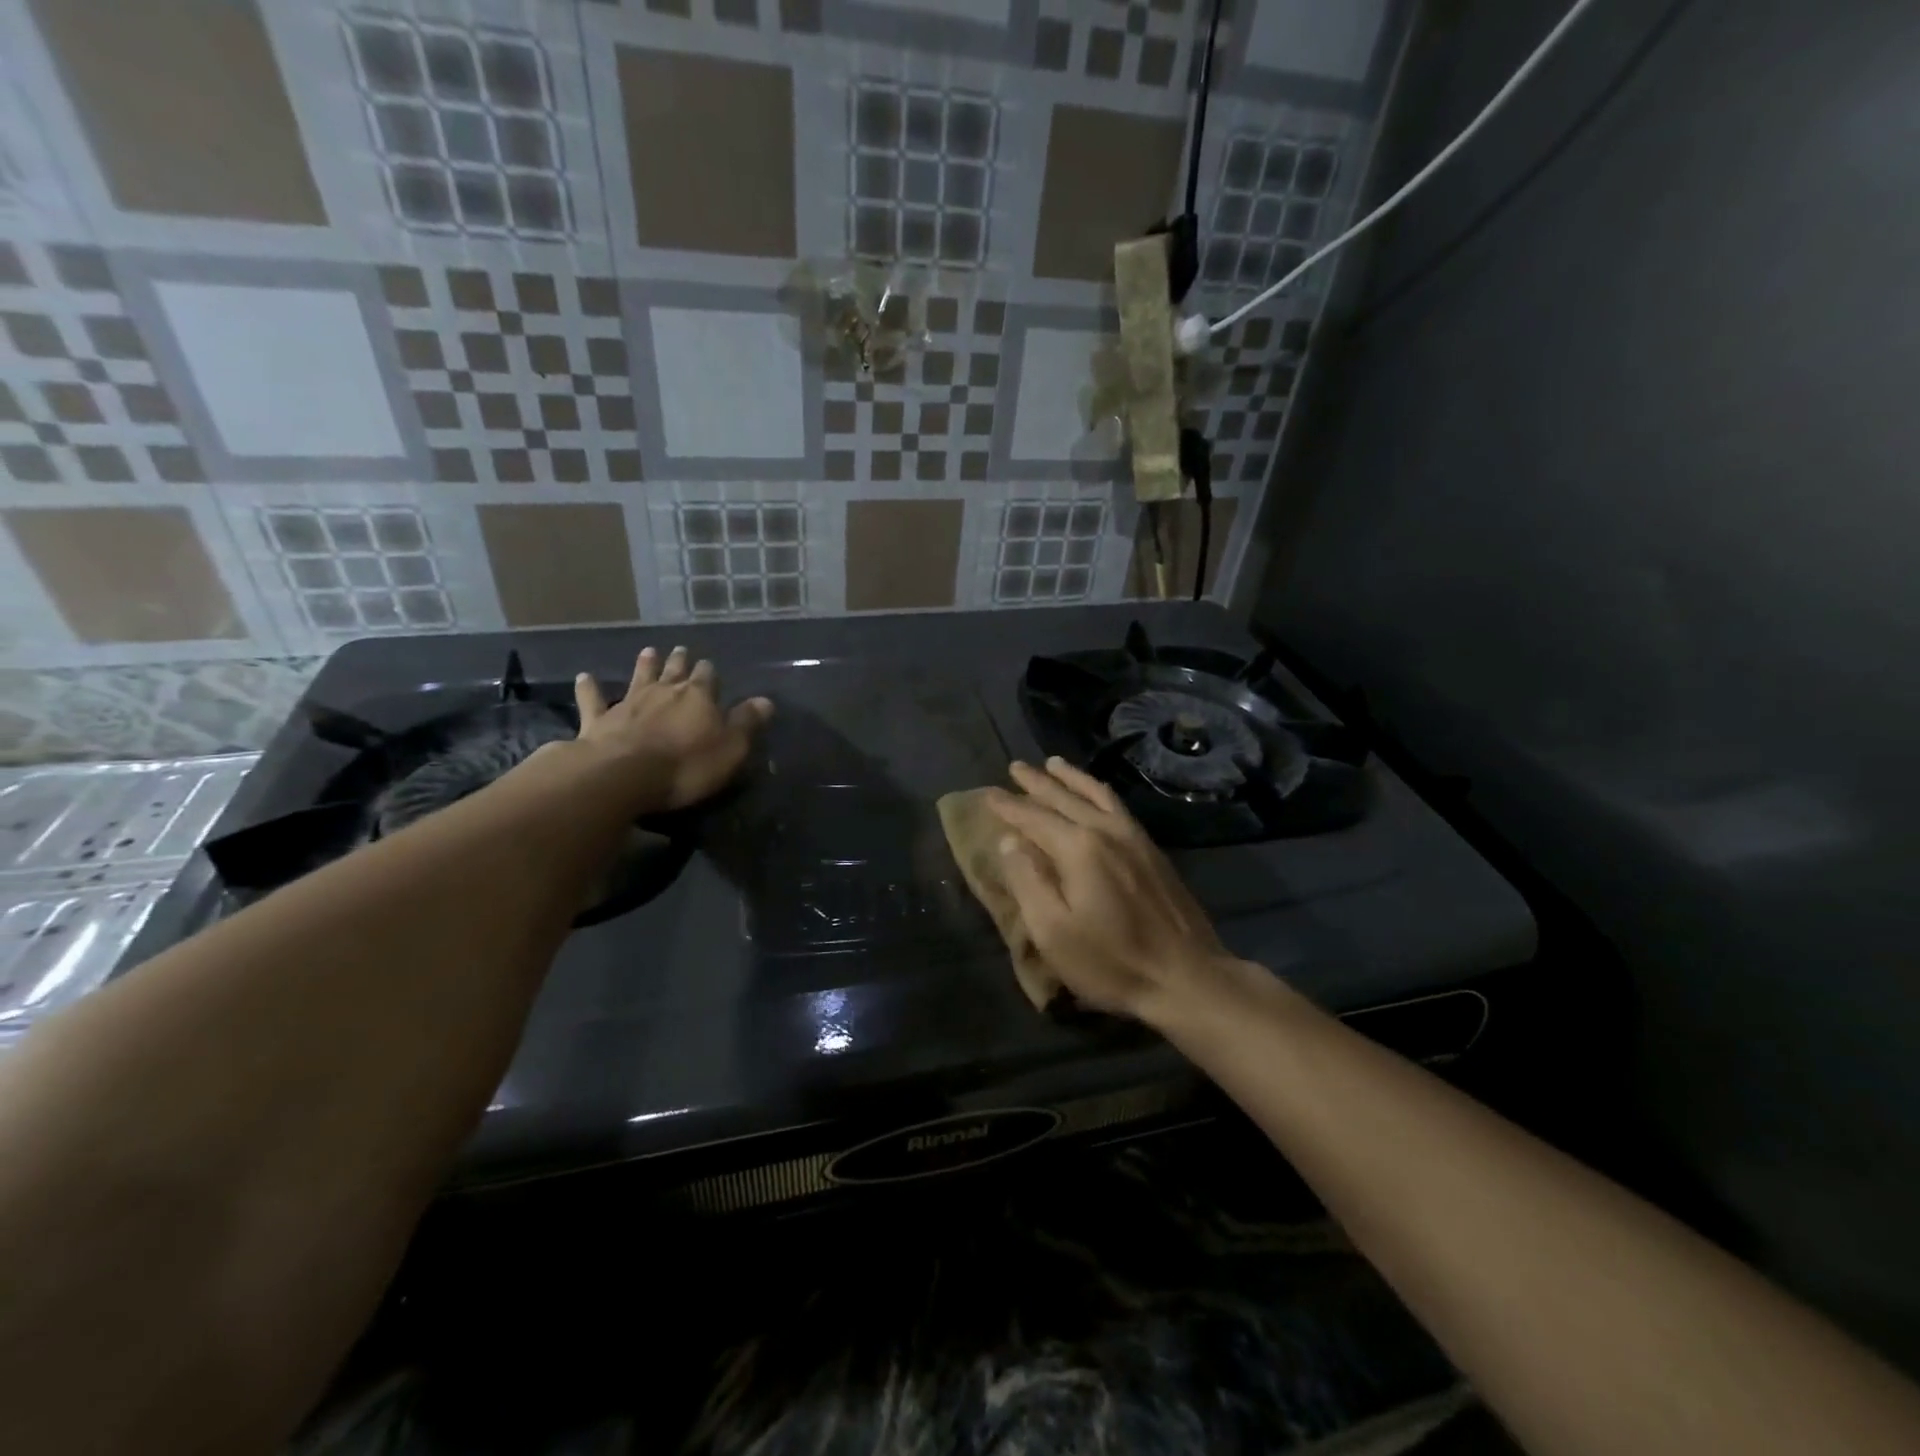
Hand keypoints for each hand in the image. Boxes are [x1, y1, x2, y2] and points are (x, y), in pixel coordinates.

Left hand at [572, 646, 771, 815]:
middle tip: (681, 650)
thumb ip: (747, 723)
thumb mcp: (730, 747)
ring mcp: (629, 703)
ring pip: (639, 677)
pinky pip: (593, 700)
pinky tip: (584, 677)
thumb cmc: (686, 764)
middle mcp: (664, 692)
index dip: (710, 673)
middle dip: (680, 661)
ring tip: (648, 651)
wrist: (624, 775)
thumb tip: (766, 701)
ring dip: (644, 665)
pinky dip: (589, 688)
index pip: (708, 677)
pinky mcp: (599, 721)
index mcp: (699, 696)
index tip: (710, 666)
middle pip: (674, 671)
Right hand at [985, 757, 1236, 1021]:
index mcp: (1079, 848)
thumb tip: (1009, 841)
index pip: (1034, 818)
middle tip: (1016, 766)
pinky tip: (1097, 792)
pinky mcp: (1152, 851)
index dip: (1009, 806)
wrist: (1186, 977)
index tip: (988, 793)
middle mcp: (1106, 831)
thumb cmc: (1111, 962)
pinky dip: (1099, 791)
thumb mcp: (1054, 932)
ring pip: (1096, 795)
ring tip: (1053, 764)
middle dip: (1037, 783)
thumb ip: (1028, 881)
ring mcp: (1134, 838)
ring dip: (1071, 778)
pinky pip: (1118, 806)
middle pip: (1064, 798)